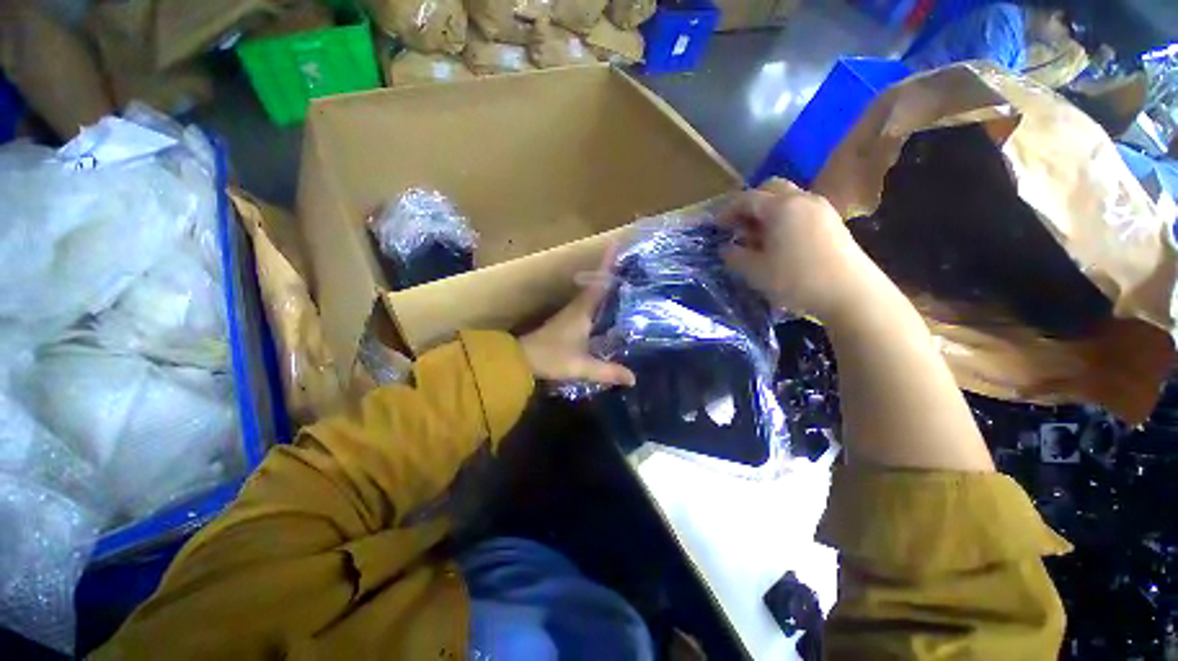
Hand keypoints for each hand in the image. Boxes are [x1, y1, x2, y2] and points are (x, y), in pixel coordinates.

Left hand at [520, 249, 635, 387]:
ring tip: (627, 282)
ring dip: (607, 285)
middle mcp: (578, 307)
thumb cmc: (550, 358)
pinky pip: (590, 306)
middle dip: (613, 271)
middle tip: (632, 263)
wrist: (520, 360)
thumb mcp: (581, 366)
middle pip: (598, 284)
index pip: (599, 282)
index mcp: (582, 311)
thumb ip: (607, 372)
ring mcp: (572, 314)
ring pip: (593, 294)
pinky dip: (601, 301)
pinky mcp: (569, 323)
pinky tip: (611, 309)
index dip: (608, 263)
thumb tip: (634, 379)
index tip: (617, 243)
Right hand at [721, 178, 886, 323]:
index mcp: (781, 207)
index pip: (747, 198)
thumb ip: (735, 256)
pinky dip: (784, 218)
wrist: (851, 293)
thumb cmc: (796, 280)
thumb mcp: (755, 272)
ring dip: (768, 211)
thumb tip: (726, 248)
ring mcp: (821, 208)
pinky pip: (801, 210)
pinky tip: (779, 241)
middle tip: (738, 225)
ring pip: (787, 198)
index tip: (716, 226)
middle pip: (770, 189)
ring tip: (757, 236)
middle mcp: (802, 199)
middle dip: (750, 203)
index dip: (727, 210)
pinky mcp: (832, 221)